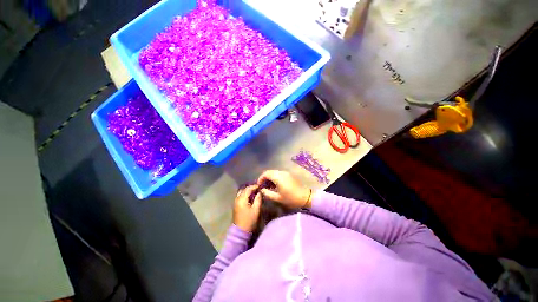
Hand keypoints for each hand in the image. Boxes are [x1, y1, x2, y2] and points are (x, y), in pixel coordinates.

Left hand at [233, 185, 261, 231]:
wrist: (240, 231)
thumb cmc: (249, 220)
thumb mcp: (256, 209)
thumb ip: (258, 199)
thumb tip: (260, 192)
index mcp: (242, 199)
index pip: (248, 189)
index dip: (254, 186)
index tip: (260, 186)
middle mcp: (237, 199)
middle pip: (244, 189)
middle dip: (251, 188)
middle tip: (258, 188)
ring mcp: (235, 202)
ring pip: (241, 192)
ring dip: (247, 191)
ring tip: (254, 191)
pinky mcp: (236, 205)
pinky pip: (240, 196)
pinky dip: (245, 194)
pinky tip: (250, 196)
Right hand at [257, 170, 310, 208]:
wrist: (305, 196)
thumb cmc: (291, 198)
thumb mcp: (278, 198)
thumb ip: (267, 193)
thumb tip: (262, 190)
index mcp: (278, 177)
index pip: (266, 173)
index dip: (260, 178)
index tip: (259, 185)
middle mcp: (281, 172)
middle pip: (269, 172)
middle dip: (264, 178)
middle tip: (263, 186)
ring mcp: (286, 173)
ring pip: (274, 172)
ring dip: (270, 177)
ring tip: (268, 186)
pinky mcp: (289, 174)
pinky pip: (279, 173)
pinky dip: (275, 177)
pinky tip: (275, 185)